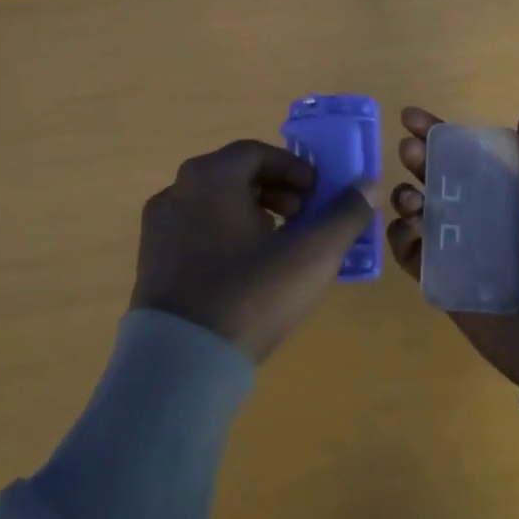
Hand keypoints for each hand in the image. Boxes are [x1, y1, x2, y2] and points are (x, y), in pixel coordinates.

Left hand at [132, 139, 376, 362]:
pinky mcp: (149, 261)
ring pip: (214, 204)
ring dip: (250, 213)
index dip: (294, 169)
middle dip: (275, 192)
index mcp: (211, 176)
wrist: (181, 365)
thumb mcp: (311, 254)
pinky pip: (194, 232)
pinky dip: (224, 236)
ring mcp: (158, 226)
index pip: (258, 153)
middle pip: (234, 176)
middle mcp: (178, 190)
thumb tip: (368, 185)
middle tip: (301, 219)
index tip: (317, 195)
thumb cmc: (250, 295)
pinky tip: (244, 272)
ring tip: (277, 246)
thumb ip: (344, 215)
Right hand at [387, 107, 518, 386]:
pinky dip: (401, 237)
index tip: (412, 118)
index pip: (467, 156)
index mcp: (510, 197)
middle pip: (438, 179)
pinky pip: (412, 254)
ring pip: (419, 212)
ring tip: (410, 198)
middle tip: (407, 152)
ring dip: (406, 196)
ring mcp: (459, 249)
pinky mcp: (443, 280)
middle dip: (418, 159)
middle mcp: (480, 217)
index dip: (440, 134)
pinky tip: (408, 230)